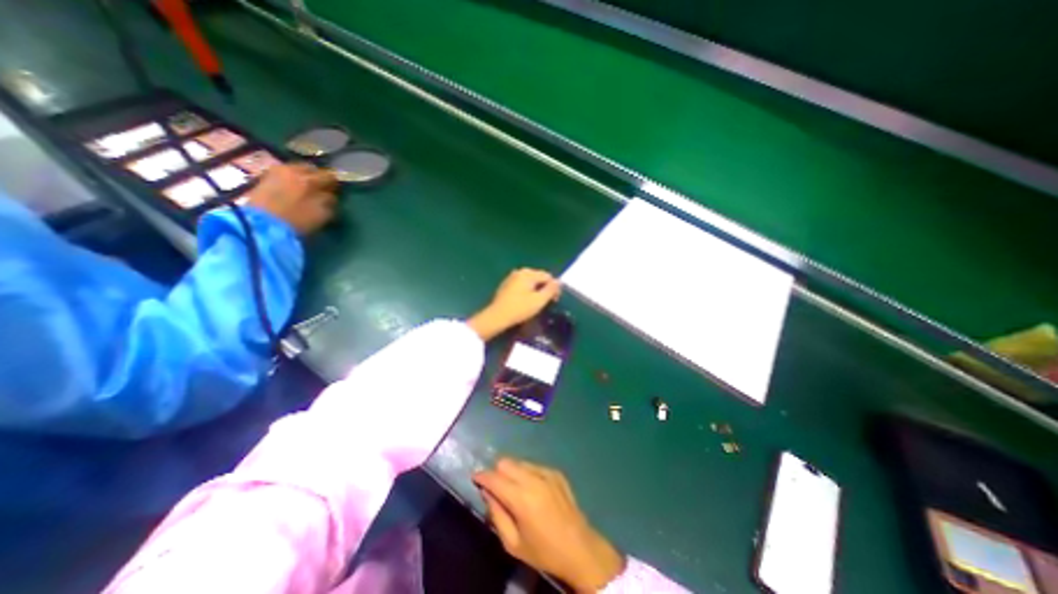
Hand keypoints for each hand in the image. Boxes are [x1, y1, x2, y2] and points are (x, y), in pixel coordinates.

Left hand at [244, 165, 336, 237]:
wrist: (262, 225)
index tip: (337, 192)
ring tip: (306, 190)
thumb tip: (331, 196)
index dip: (335, 185)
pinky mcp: (264, 177)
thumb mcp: (322, 214)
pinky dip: (291, 180)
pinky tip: (292, 190)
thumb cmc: (298, 220)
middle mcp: (293, 170)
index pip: (329, 176)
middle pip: (311, 169)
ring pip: (296, 170)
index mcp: (310, 179)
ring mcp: (276, 172)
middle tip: (322, 189)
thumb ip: (330, 202)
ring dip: (304, 177)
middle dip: (318, 177)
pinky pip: (284, 174)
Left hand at [464, 268, 556, 341]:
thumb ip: (551, 290)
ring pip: (529, 282)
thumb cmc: (520, 308)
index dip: (554, 287)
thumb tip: (559, 282)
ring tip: (537, 303)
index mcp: (528, 273)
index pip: (547, 276)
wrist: (497, 317)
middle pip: (538, 277)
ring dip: (535, 290)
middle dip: (544, 288)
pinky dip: (526, 291)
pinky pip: (521, 285)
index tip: (555, 300)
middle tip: (547, 302)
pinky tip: (525, 302)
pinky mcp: (506, 286)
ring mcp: (511, 278)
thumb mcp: (539, 301)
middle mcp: (519, 272)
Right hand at [475, 458, 621, 589]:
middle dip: (496, 472)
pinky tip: (532, 490)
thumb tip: (486, 492)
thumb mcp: (513, 543)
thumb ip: (496, 514)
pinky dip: (526, 473)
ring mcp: (547, 472)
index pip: (494, 478)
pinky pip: (534, 465)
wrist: (579, 547)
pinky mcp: (556, 472)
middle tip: (495, 487)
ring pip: (519, 461)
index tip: (475, 478)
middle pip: (506, 462)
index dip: (481, 476)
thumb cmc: (543, 551)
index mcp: (521, 498)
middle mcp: (533, 479)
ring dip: (511, 471)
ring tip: (514, 489)